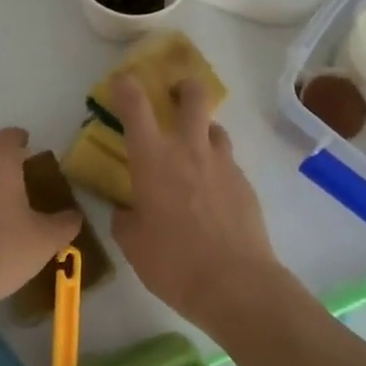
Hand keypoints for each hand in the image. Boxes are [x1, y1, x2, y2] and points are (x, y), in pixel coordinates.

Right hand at [108, 75, 290, 334]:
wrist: (236, 284)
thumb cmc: (173, 263)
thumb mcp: (133, 244)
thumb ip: (126, 219)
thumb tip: (128, 210)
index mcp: (153, 159)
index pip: (136, 106)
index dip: (126, 87)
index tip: (120, 81)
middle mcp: (189, 150)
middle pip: (193, 96)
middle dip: (183, 88)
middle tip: (174, 96)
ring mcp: (223, 164)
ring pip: (215, 128)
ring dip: (202, 130)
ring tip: (194, 151)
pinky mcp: (245, 184)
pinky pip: (228, 162)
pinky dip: (216, 167)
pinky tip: (212, 194)